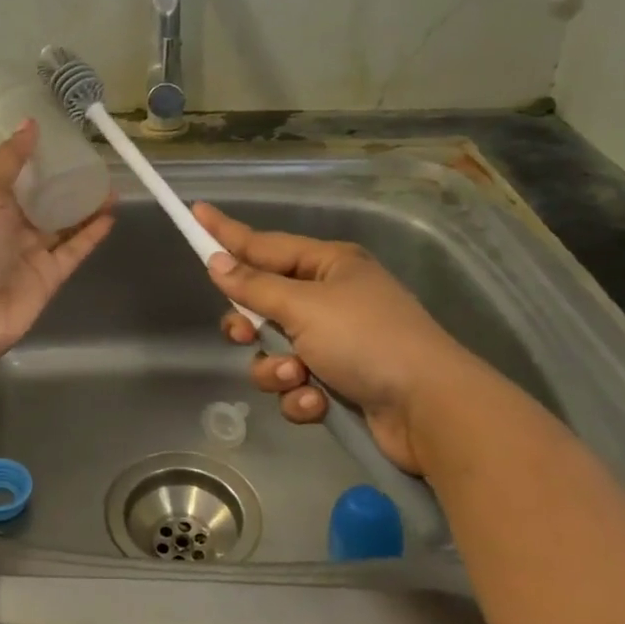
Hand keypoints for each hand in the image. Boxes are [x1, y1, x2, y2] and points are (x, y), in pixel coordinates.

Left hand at [0, 122, 113, 360]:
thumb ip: (10, 159)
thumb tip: (30, 123)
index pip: (17, 174)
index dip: (38, 157)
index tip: (64, 137)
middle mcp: (10, 225)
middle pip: (44, 200)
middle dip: (66, 182)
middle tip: (96, 161)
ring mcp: (32, 252)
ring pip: (64, 224)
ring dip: (86, 206)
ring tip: (111, 184)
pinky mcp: (51, 275)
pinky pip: (75, 249)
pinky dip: (92, 234)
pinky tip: (112, 214)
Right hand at [194, 203, 478, 473]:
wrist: (429, 410)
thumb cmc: (366, 340)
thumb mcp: (305, 307)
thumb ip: (255, 287)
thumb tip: (216, 262)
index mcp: (329, 265)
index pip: (264, 244)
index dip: (226, 233)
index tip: (195, 213)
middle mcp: (331, 299)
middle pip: (264, 304)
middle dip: (251, 325)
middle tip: (243, 334)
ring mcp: (336, 343)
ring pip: (275, 350)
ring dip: (277, 368)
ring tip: (297, 377)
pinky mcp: (338, 384)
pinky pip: (295, 383)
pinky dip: (300, 395)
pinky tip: (316, 403)